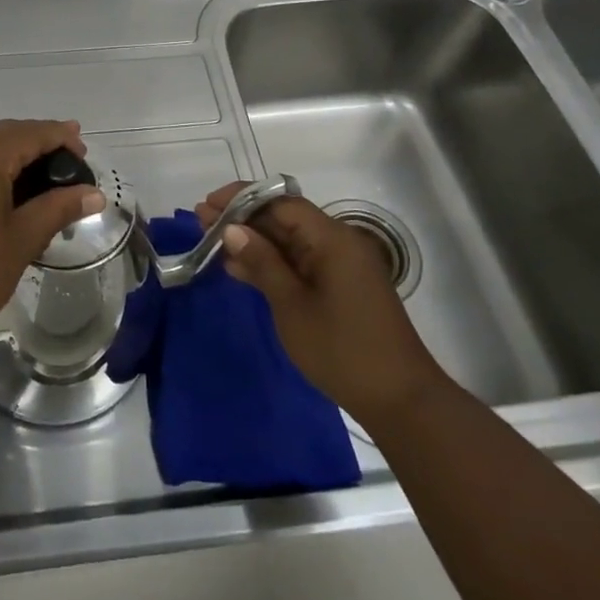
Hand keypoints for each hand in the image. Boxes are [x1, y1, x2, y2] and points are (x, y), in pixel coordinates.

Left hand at [0, 120, 102, 359]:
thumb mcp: (20, 240)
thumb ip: (58, 208)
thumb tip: (95, 194)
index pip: (29, 133)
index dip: (60, 138)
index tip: (84, 149)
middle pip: (2, 133)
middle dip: (36, 142)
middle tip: (68, 163)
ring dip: (9, 152)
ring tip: (39, 175)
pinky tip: (0, 186)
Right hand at [197, 184, 446, 426]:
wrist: (399, 401)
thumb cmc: (342, 350)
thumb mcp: (292, 306)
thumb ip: (262, 263)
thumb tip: (231, 228)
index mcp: (332, 239)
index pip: (281, 202)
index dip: (242, 199)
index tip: (207, 204)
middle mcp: (339, 243)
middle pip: (285, 218)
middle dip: (243, 218)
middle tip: (200, 222)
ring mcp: (340, 266)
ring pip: (289, 241)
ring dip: (253, 241)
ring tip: (210, 241)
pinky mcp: (339, 287)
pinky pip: (299, 263)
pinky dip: (271, 263)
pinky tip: (238, 269)